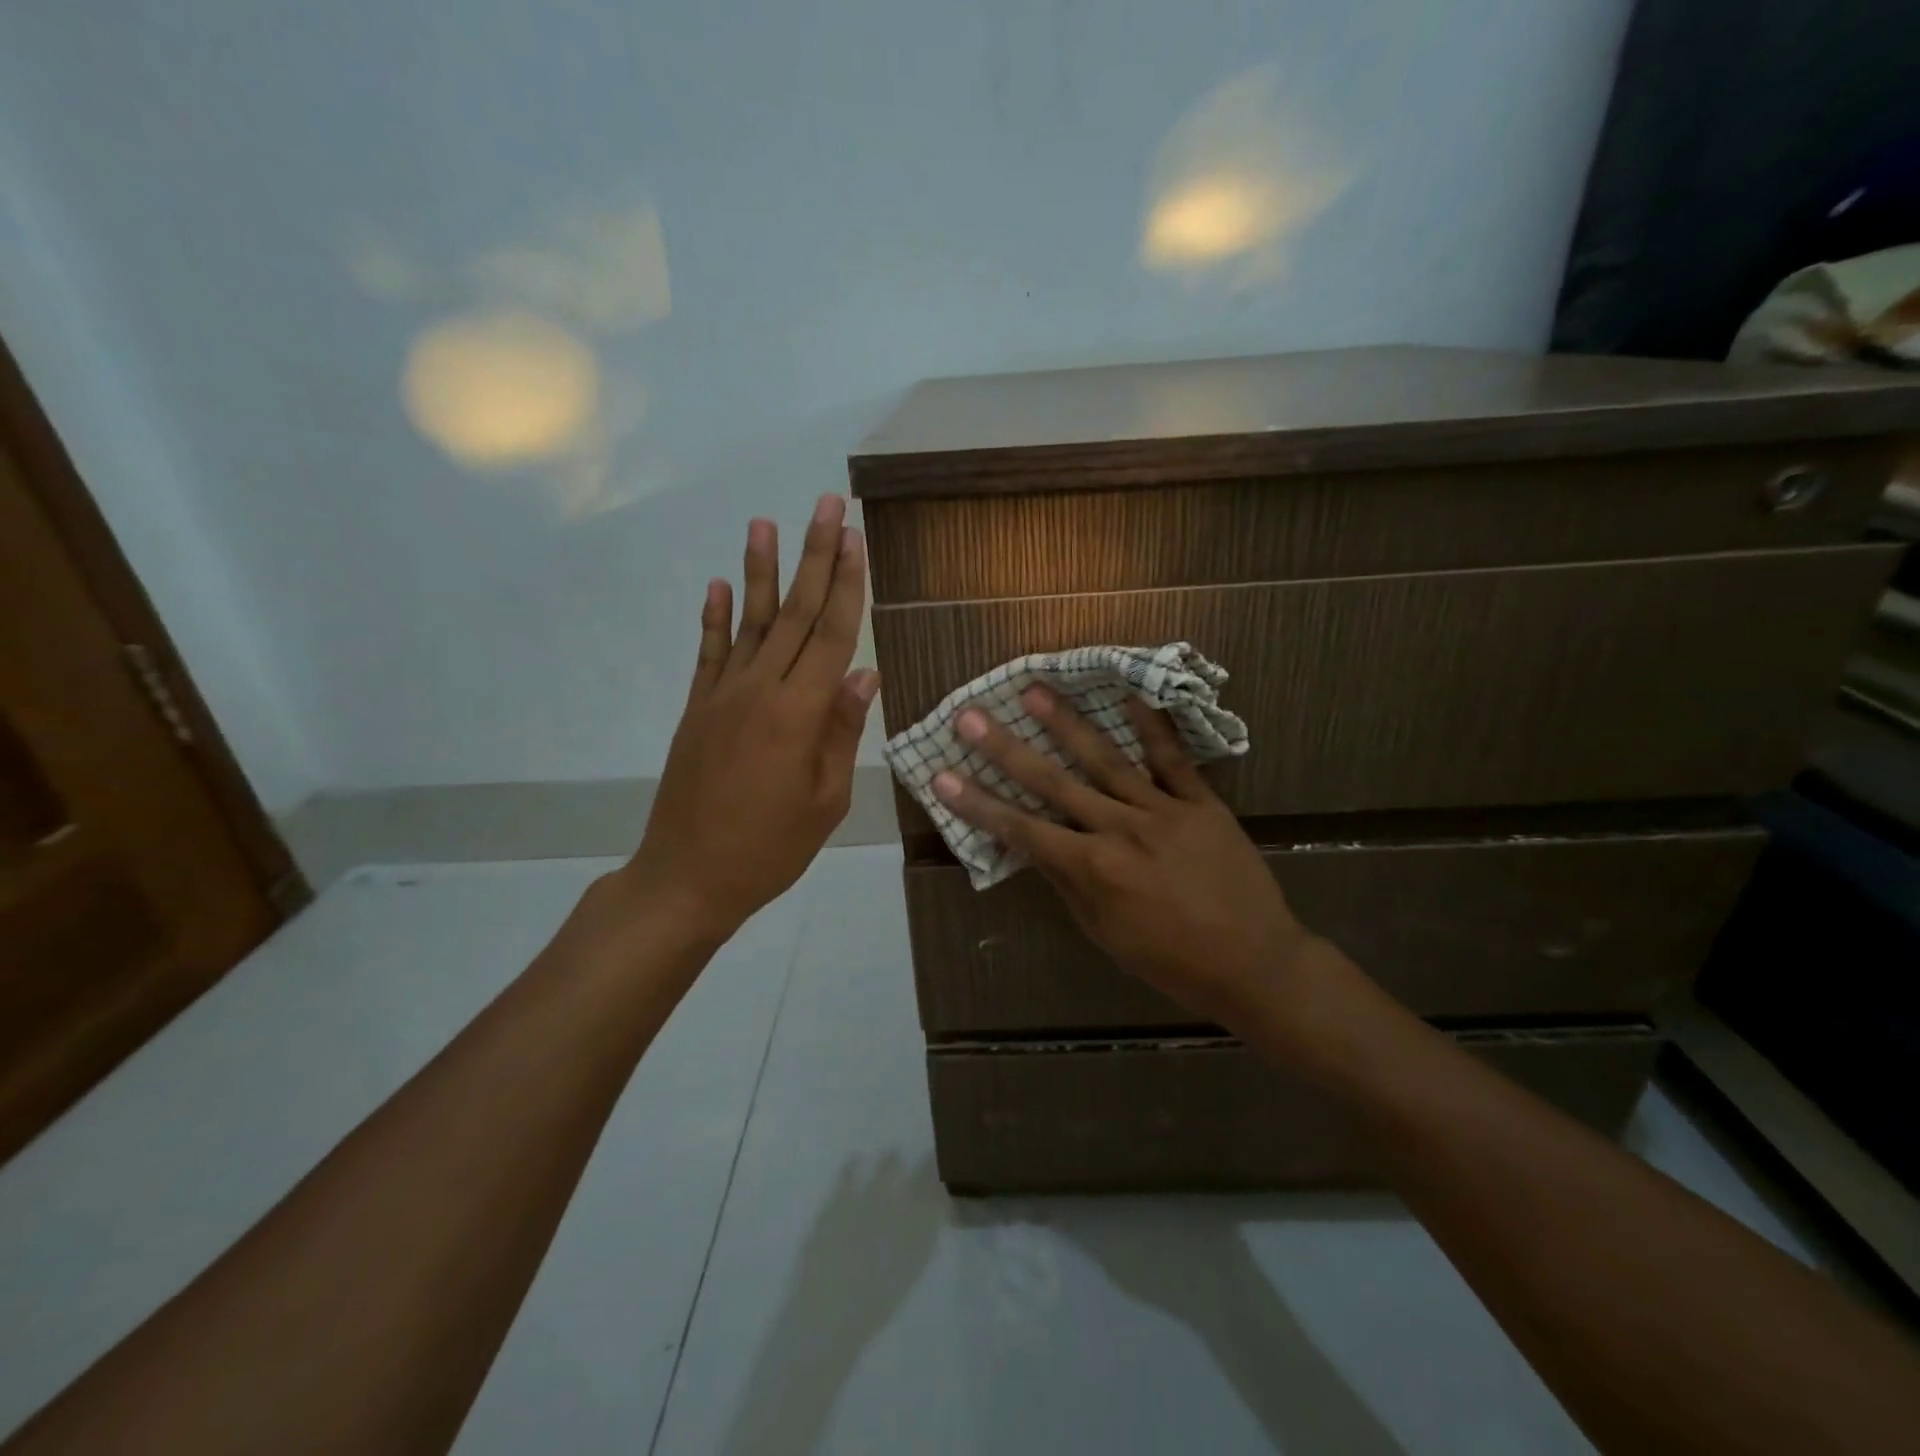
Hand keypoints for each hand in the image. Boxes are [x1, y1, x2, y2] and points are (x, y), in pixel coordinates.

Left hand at [618, 495, 877, 944]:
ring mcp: (722, 696)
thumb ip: (841, 731)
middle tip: (826, 505)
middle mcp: (760, 690)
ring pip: (749, 622)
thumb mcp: (825, 800)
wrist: (687, 876)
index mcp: (799, 714)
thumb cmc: (770, 848)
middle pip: (794, 613)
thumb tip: (863, 674)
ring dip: (760, 570)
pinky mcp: (698, 709)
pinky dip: (714, 617)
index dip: (846, 585)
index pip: (831, 635)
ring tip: (765, 522)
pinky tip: (719, 585)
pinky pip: (709, 653)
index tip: (856, 539)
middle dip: (814, 556)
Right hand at [931, 688, 1319, 1029]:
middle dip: (1006, 749)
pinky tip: (1130, 694)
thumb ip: (1069, 884)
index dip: (978, 804)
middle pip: (1053, 783)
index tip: (942, 776)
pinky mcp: (1201, 803)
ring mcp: (1163, 810)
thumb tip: (1035, 847)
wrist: (1255, 963)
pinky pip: (1173, 759)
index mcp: (1094, 869)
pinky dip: (1152, 726)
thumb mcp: (1106, 934)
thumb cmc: (1172, 961)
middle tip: (971, 716)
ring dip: (1066, 724)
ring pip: (1106, 760)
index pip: (1022, 830)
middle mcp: (1120, 830)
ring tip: (1034, 691)